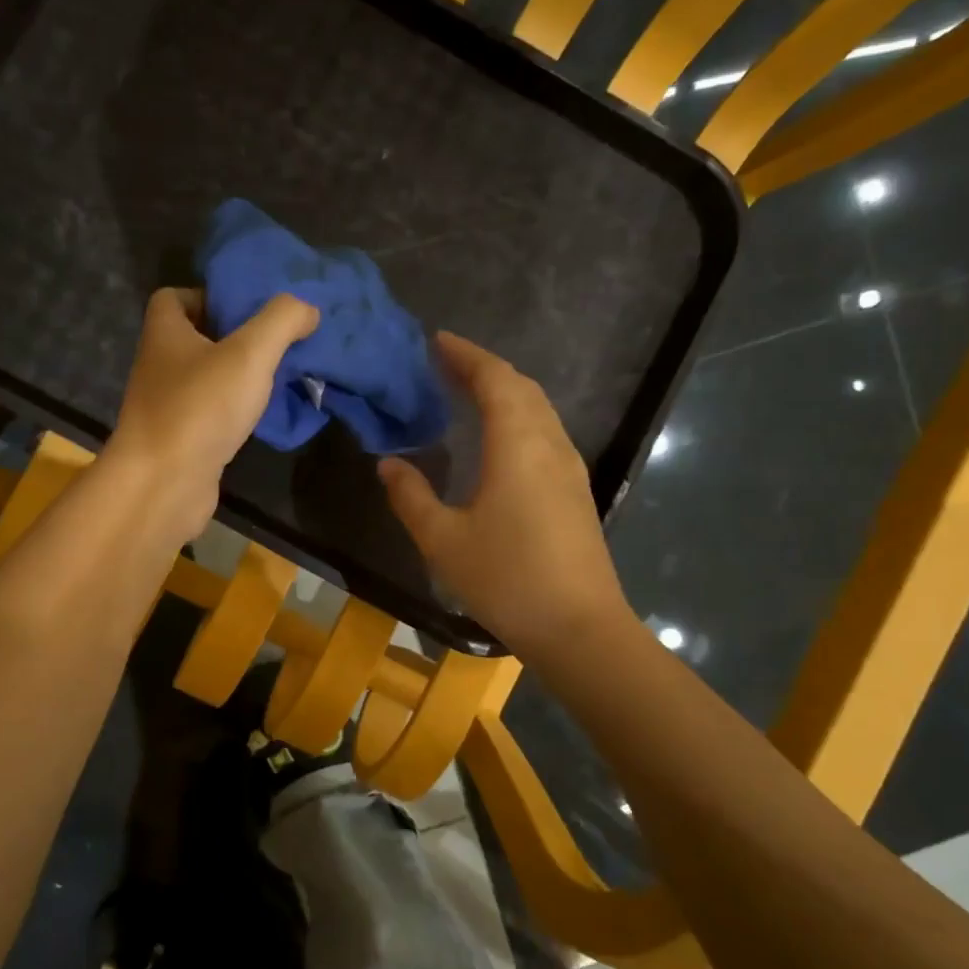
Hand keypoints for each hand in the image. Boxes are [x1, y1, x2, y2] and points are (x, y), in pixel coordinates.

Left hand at [107, 288, 319, 539]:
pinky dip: (236, 412)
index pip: (173, 298)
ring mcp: (168, 407)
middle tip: (277, 340)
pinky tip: (265, 416)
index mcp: (165, 334)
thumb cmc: (200, 408)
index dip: (208, 294)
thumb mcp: (249, 354)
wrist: (163, 485)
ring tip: (281, 376)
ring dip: (239, 376)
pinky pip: (212, 414)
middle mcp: (160, 366)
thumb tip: (307, 307)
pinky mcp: (181, 441)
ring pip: (207, 379)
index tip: (246, 306)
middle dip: (235, 336)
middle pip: (196, 338)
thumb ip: (281, 321)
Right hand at [378, 332, 628, 655]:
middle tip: (446, 363)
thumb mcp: (444, 540)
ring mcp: (569, 467)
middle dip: (484, 368)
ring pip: (538, 409)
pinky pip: (545, 431)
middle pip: (521, 387)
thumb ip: (411, 496)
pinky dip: (519, 415)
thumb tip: (389, 463)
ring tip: (468, 392)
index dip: (466, 355)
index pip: (495, 379)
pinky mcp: (576, 490)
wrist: (580, 629)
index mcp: (518, 445)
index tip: (437, 340)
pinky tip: (499, 438)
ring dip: (505, 390)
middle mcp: (549, 444)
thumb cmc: (507, 579)